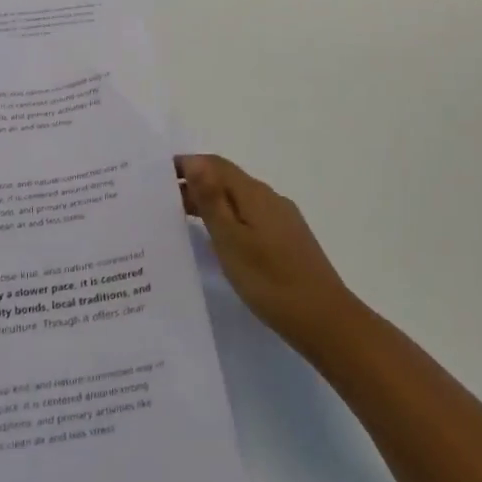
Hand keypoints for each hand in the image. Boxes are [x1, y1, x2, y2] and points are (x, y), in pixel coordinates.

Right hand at [177, 155, 355, 354]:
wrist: (325, 321)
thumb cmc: (270, 280)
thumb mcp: (231, 240)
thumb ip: (212, 199)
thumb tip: (194, 160)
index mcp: (254, 194)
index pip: (215, 164)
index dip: (186, 164)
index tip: (156, 174)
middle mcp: (269, 199)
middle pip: (227, 180)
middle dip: (194, 184)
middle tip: (160, 201)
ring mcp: (281, 220)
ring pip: (238, 200)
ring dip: (210, 203)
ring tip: (180, 220)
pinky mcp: (287, 240)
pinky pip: (249, 217)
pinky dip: (227, 219)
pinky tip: (217, 241)